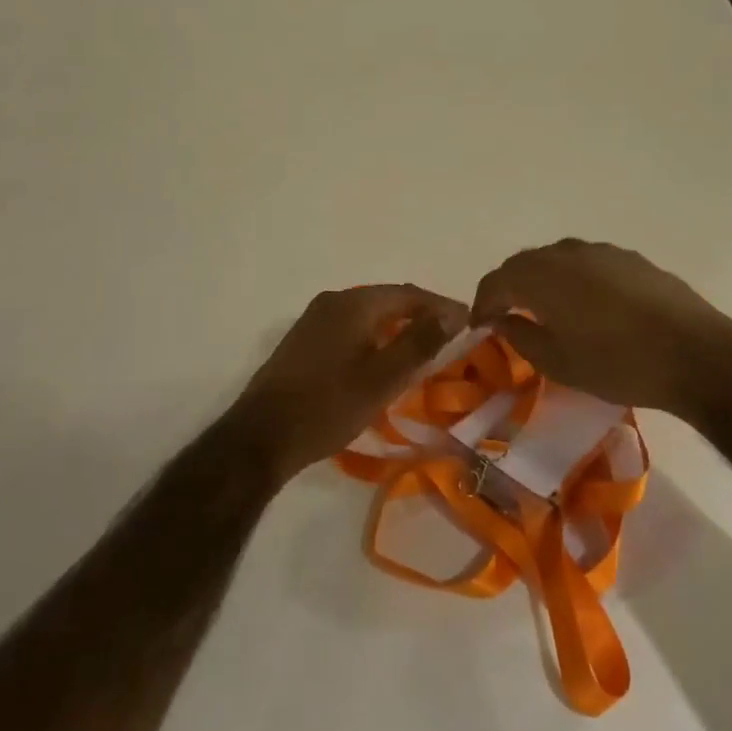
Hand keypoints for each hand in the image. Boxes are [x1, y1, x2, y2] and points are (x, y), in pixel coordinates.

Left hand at [229, 284, 467, 482]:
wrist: (262, 436)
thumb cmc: (328, 407)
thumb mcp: (382, 379)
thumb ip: (419, 343)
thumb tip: (452, 313)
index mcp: (353, 304)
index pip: (408, 294)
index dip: (441, 306)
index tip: (469, 321)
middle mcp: (333, 301)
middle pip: (387, 299)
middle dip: (420, 314)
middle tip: (450, 335)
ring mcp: (314, 318)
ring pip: (368, 313)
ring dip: (397, 325)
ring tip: (424, 347)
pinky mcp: (304, 339)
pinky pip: (350, 326)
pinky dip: (375, 336)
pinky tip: (384, 357)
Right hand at [471, 239, 731, 415]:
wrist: (696, 355)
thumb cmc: (618, 364)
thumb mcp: (559, 363)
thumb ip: (521, 337)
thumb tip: (502, 321)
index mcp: (541, 276)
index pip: (496, 281)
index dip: (482, 303)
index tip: (479, 325)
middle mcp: (567, 253)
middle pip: (524, 263)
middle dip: (509, 287)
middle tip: (506, 315)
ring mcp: (602, 251)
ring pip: (556, 258)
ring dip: (541, 279)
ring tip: (544, 308)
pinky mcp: (631, 259)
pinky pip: (586, 262)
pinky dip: (572, 278)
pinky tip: (585, 303)